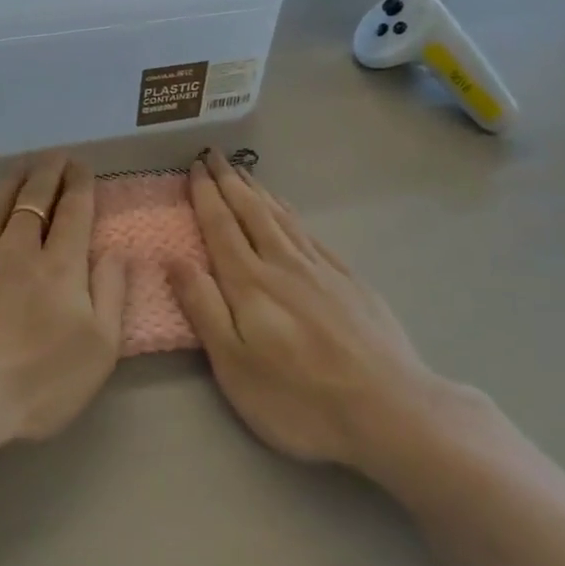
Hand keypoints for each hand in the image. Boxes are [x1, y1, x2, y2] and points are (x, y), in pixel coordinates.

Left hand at [0, 152, 124, 447]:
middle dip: (48, 173)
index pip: (73, 212)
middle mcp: (18, 250)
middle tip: (56, 155)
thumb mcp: (98, 349)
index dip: (79, 185)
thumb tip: (118, 252)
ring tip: (24, 165)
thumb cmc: (35, 381)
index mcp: (60, 267)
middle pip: (34, 200)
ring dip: (14, 181)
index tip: (82, 166)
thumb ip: (111, 295)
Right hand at [169, 150, 447, 471]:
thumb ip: (203, 308)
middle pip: (251, 212)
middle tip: (214, 154)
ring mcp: (321, 269)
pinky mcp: (350, 280)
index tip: (194, 167)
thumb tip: (173, 258)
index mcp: (250, 283)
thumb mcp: (235, 365)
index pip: (221, 226)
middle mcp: (284, 264)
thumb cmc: (300, 398)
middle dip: (230, 181)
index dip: (205, 195)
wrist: (391, 410)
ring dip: (259, 191)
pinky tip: (289, 212)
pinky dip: (291, 214)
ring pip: (282, 217)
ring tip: (244, 172)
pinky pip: (310, 232)